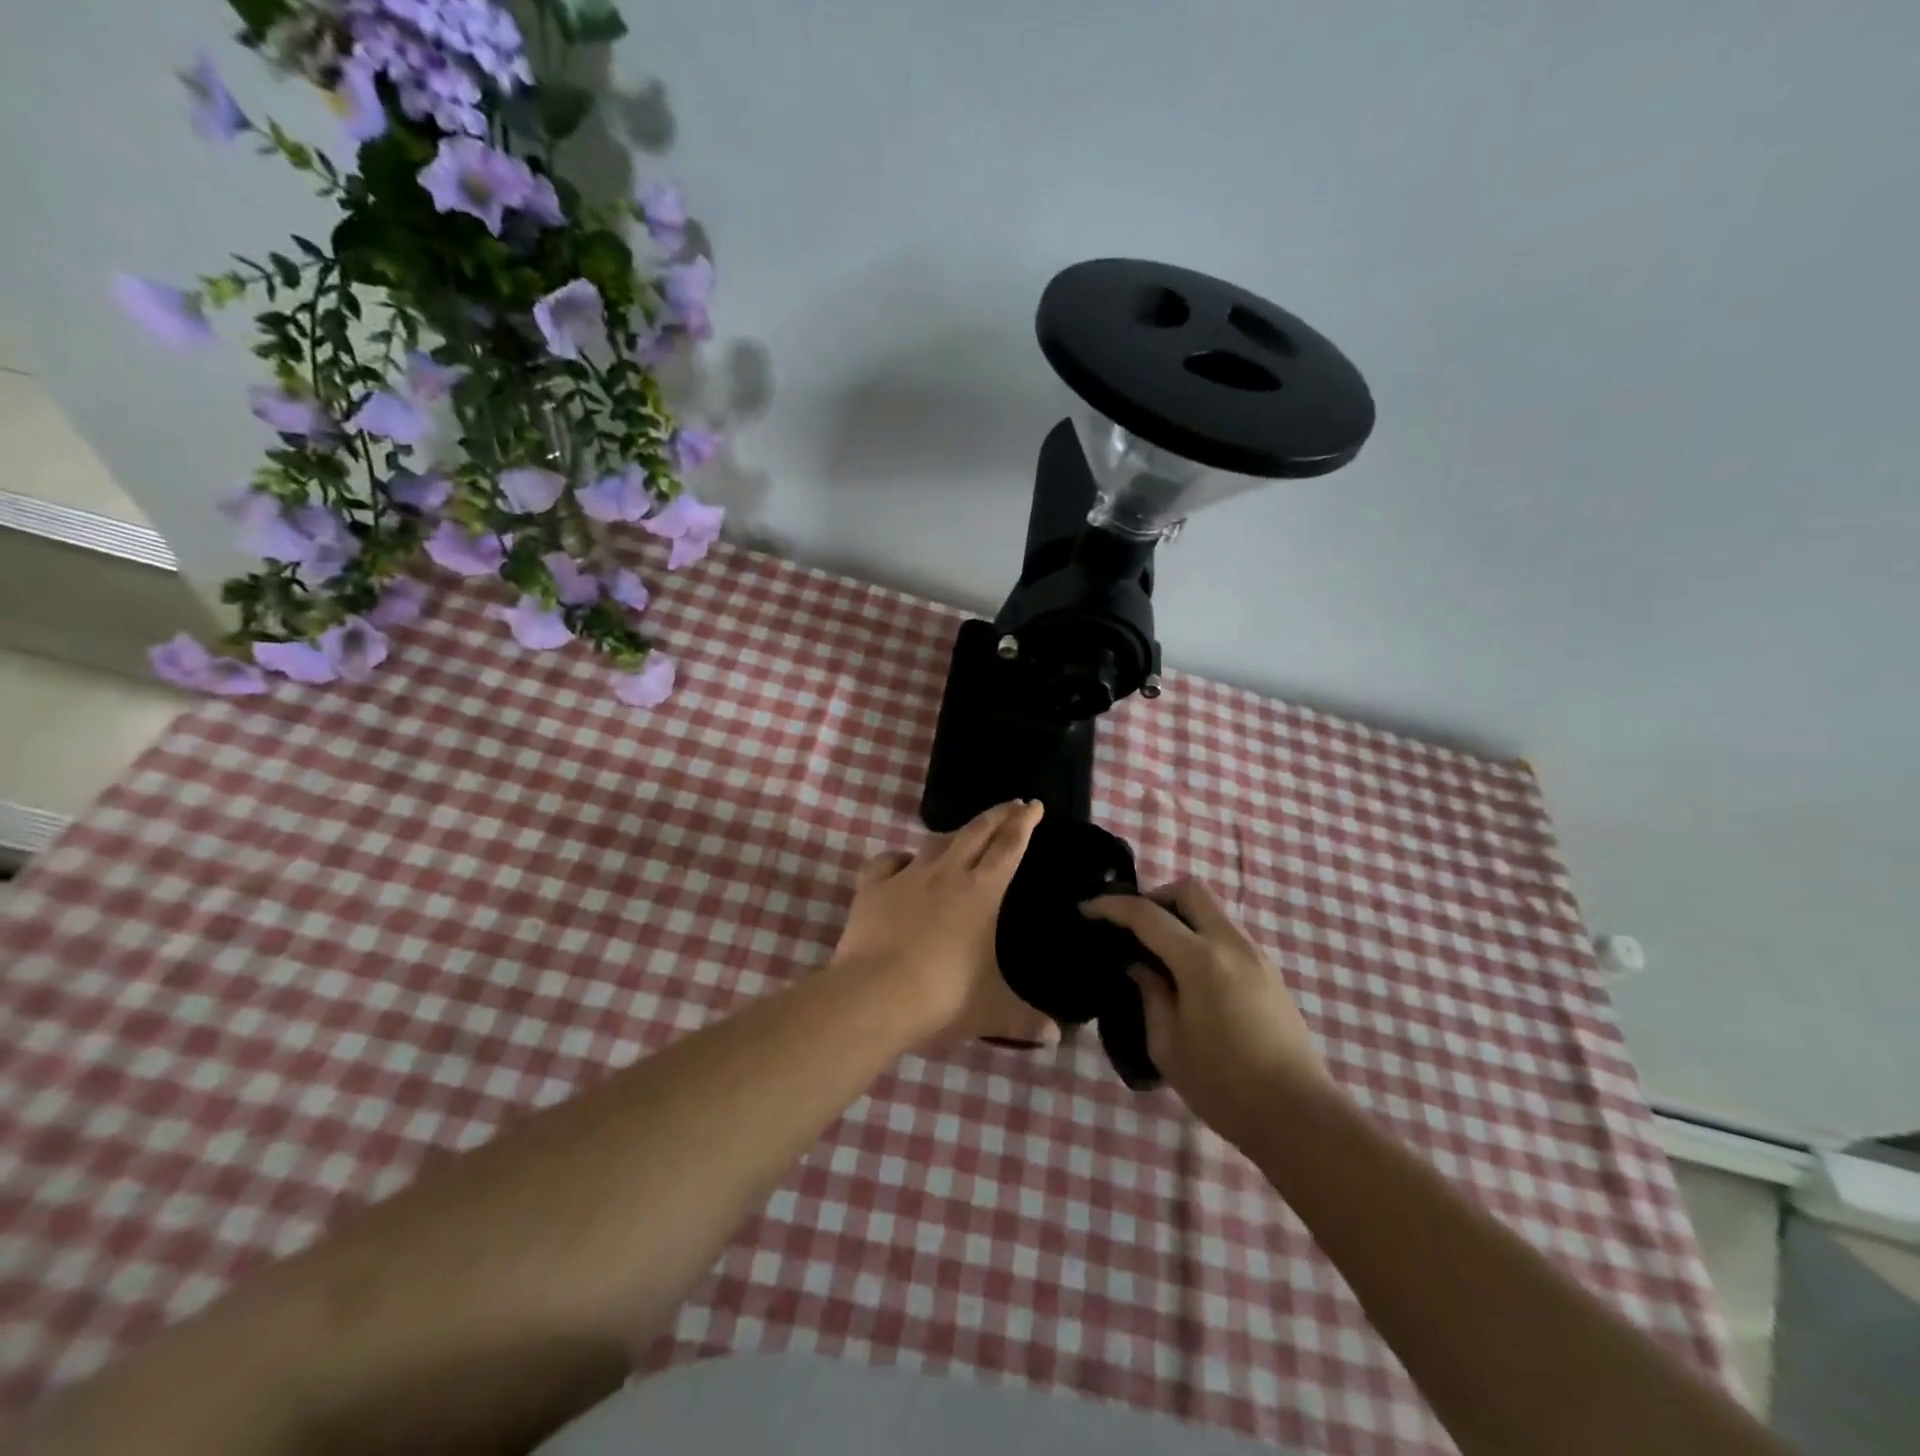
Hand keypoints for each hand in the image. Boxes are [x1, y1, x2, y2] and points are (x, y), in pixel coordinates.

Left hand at [831, 800, 1056, 1049]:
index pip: (1008, 847)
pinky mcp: (872, 887)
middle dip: (997, 814)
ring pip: (935, 842)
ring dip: (954, 834)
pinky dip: (899, 859)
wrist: (874, 995)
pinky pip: (888, 861)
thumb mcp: (990, 1012)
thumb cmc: (942, 998)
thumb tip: (1058, 1038)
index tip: (1033, 805)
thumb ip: (1025, 1020)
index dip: (1023, 823)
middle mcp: (947, 874)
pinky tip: (902, 864)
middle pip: (976, 831)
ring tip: (963, 834)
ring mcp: (907, 876)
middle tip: (1012, 803)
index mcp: (981, 893)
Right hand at [1083, 879, 1333, 1145]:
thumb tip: (1139, 966)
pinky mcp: (1270, 973)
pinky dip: (1202, 935)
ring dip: (1181, 916)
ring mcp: (1257, 956)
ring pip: (1213, 910)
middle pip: (1191, 890)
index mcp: (1201, 960)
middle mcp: (1231, 944)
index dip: (1112, 906)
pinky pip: (1228, 933)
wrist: (1299, 1117)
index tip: (1086, 908)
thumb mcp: (1168, 1046)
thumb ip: (1150, 995)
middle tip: (1133, 924)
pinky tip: (1189, 972)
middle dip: (1155, 896)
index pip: (1147, 914)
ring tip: (1159, 951)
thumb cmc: (1224, 1086)